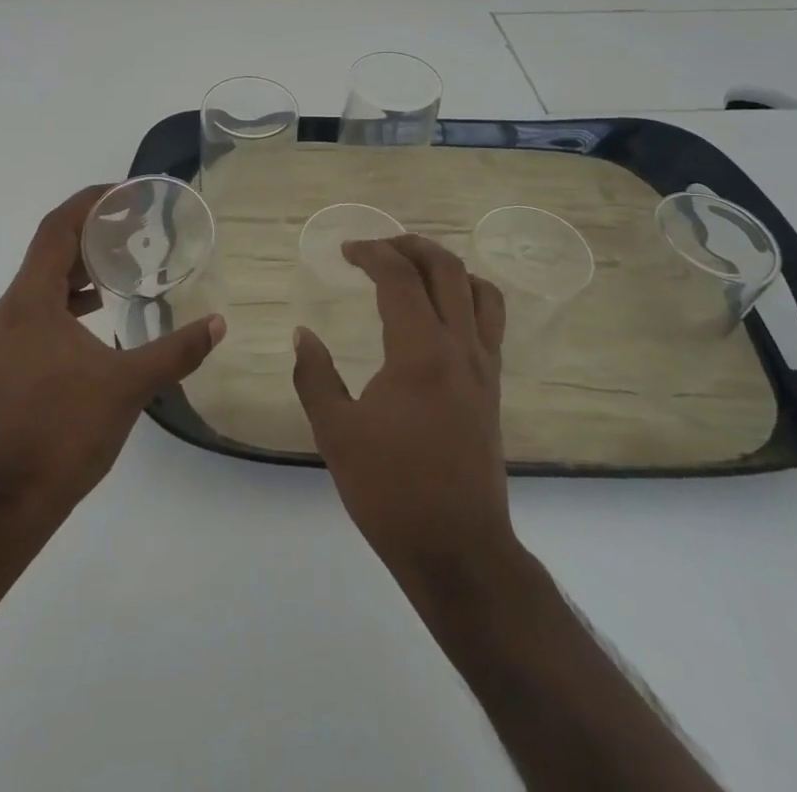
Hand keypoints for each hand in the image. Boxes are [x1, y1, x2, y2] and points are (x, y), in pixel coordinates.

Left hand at [0, 185, 225, 528]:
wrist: (10, 500)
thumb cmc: (64, 431)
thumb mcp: (128, 386)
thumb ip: (176, 351)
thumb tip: (218, 324)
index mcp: (30, 301)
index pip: (56, 229)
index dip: (87, 203)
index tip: (123, 192)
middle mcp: (10, 309)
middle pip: (48, 251)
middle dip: (89, 232)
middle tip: (133, 223)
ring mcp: (5, 336)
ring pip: (42, 281)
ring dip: (79, 266)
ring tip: (122, 262)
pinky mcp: (8, 360)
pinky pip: (39, 308)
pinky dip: (69, 297)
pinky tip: (100, 311)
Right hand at [291, 235, 513, 578]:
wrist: (459, 551)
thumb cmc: (391, 491)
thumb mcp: (336, 433)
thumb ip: (315, 376)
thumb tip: (303, 335)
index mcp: (420, 351)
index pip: (400, 277)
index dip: (370, 253)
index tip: (345, 251)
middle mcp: (460, 347)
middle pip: (446, 269)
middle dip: (409, 246)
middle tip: (376, 249)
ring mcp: (483, 368)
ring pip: (479, 290)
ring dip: (445, 267)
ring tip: (413, 271)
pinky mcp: (493, 389)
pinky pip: (490, 321)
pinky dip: (466, 297)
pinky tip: (439, 315)